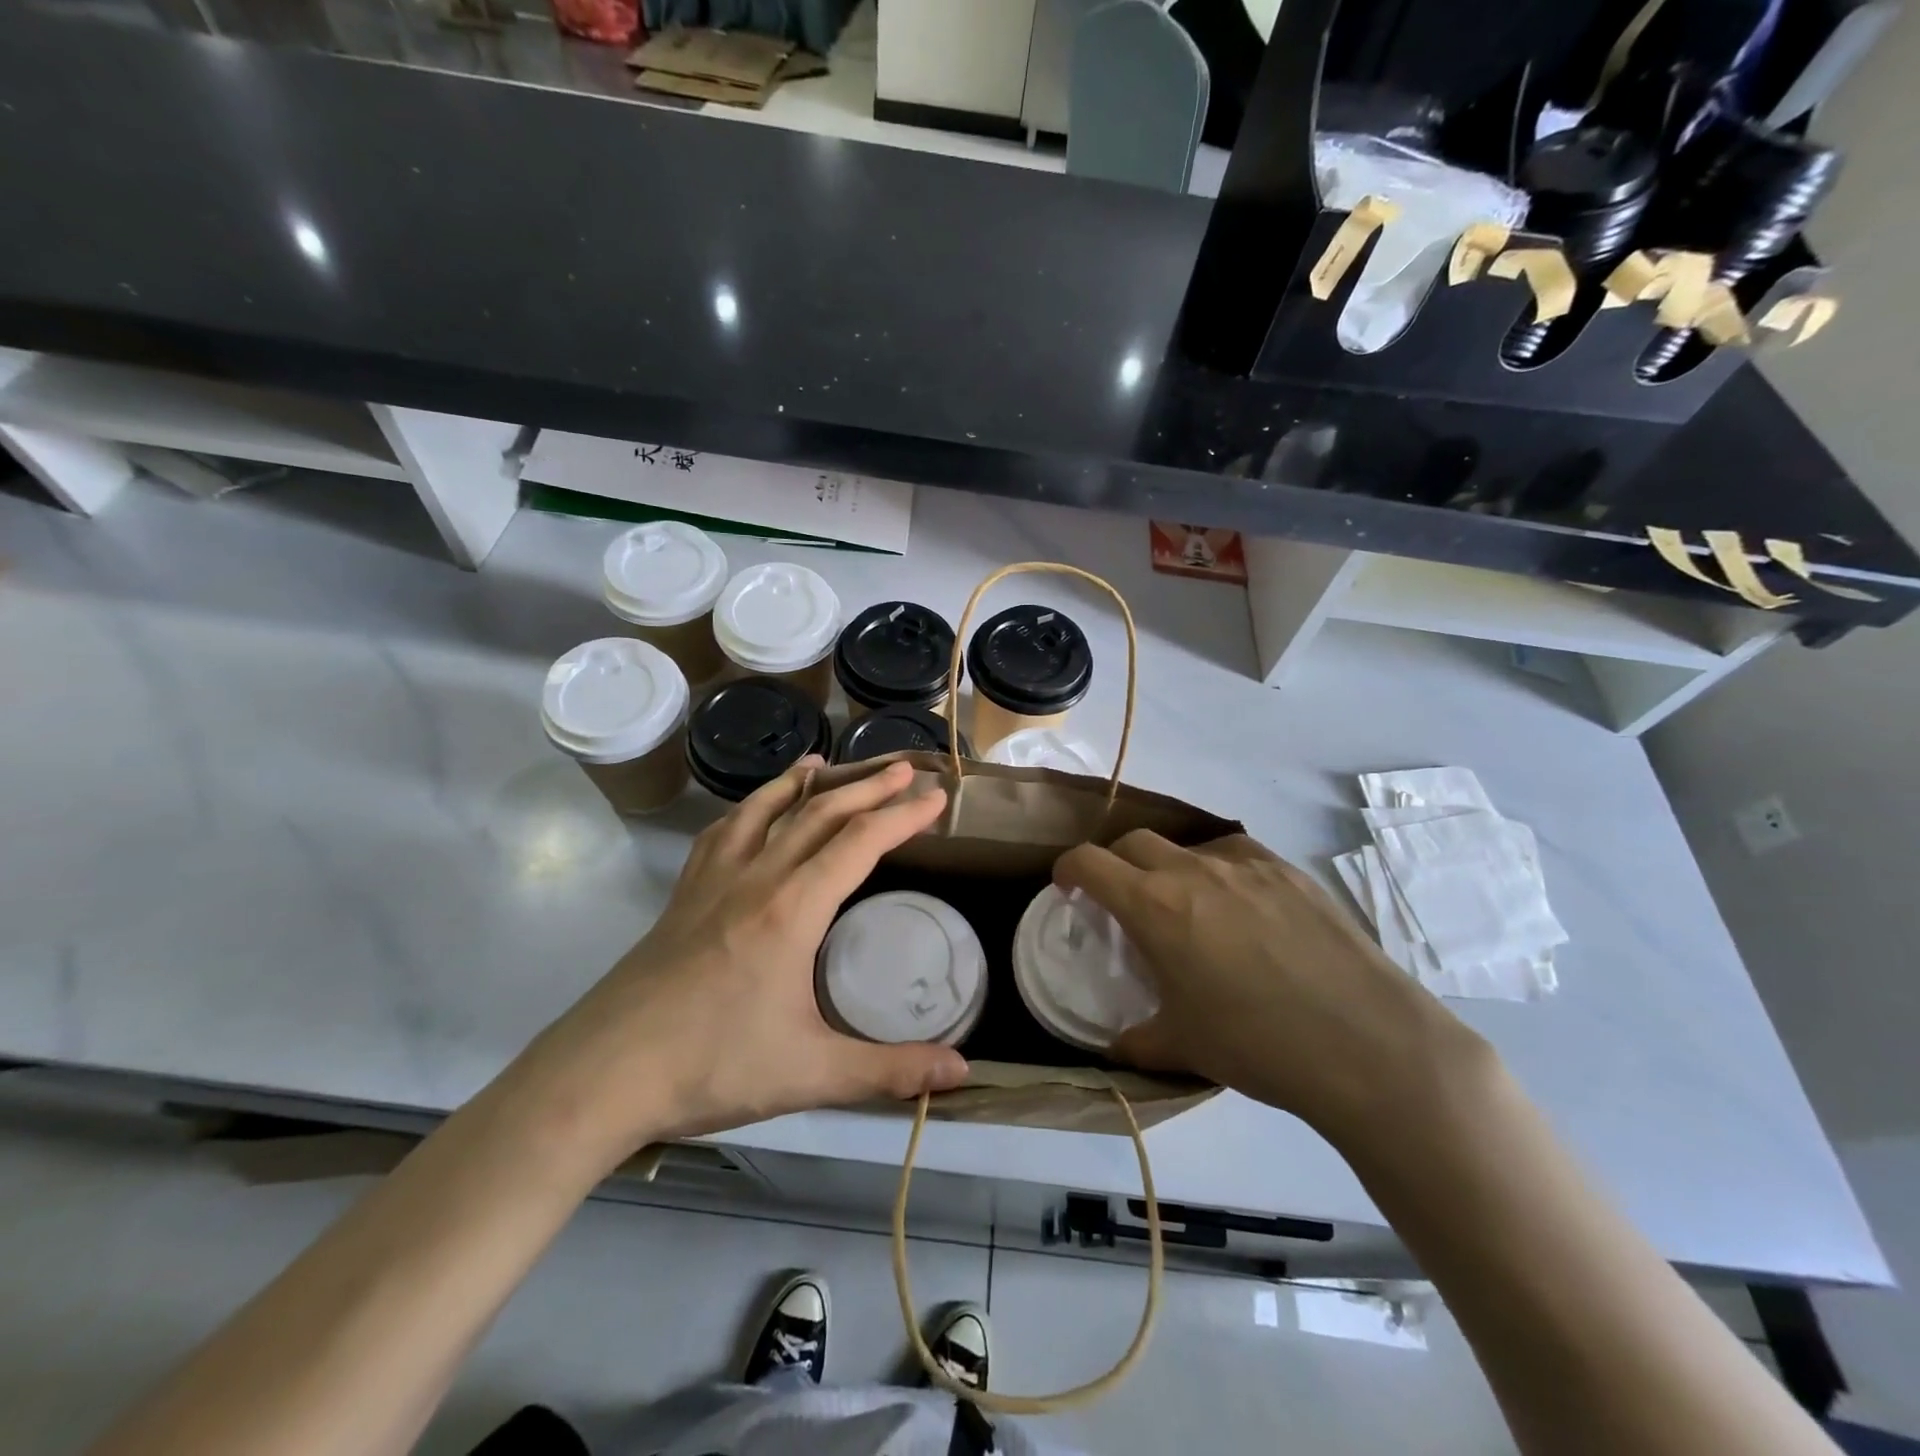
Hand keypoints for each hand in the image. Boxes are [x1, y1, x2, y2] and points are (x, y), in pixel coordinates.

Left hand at [516, 758, 968, 1163]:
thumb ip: (890, 1070)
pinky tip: (752, 810)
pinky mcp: (683, 894)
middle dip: (867, 785)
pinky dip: (749, 807)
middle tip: (904, 769)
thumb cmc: (711, 1067)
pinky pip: (722, 832)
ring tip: (826, 760)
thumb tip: (963, 1072)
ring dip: (803, 781)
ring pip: (765, 809)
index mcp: (792, 908)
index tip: (937, 798)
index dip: (903, 815)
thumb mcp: (810, 1074)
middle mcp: (755, 878)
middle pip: (819, 812)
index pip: (859, 842)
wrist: (601, 1075)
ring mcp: (712, 880)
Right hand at [1053, 830, 1490, 1146]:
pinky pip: (1237, 855)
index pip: (1089, 861)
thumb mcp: (1185, 1047)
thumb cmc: (1259, 1045)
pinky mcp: (1290, 870)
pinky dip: (1220, 871)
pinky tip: (1241, 908)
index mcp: (1154, 906)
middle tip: (1122, 898)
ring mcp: (1246, 864)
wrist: (1369, 1044)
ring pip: (1187, 845)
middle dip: (1116, 863)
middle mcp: (1193, 870)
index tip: (1067, 887)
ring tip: (1186, 905)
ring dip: (1170, 866)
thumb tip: (1117, 1045)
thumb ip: (1139, 1039)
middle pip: (1134, 841)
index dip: (1068, 869)